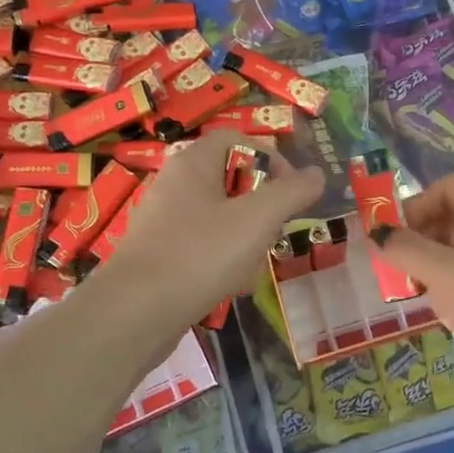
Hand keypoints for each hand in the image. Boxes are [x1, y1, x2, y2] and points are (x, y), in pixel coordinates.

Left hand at [98, 131, 324, 331]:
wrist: (135, 313)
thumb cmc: (200, 254)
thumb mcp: (258, 219)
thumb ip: (292, 192)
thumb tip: (317, 174)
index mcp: (192, 163)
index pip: (236, 139)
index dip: (269, 157)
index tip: (290, 190)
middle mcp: (174, 185)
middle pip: (230, 180)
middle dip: (261, 205)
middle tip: (276, 229)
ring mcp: (164, 222)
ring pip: (219, 218)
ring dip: (246, 237)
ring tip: (257, 262)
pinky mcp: (160, 256)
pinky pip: (202, 247)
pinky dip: (224, 260)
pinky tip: (235, 286)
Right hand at [372, 173, 453, 388]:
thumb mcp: (450, 277)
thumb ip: (409, 250)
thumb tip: (377, 234)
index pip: (450, 188)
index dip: (417, 205)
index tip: (394, 238)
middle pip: (453, 217)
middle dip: (419, 237)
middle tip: (395, 268)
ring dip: (430, 266)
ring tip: (414, 293)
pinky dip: (449, 289)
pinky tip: (442, 314)